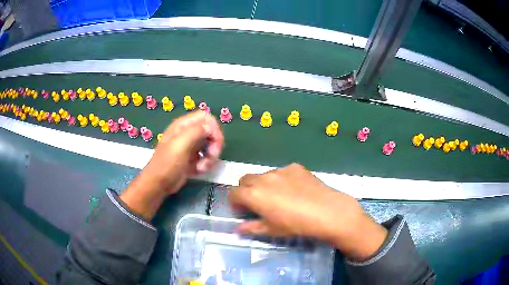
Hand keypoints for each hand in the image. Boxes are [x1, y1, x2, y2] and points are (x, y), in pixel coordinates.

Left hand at [121, 111, 223, 219]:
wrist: (158, 184)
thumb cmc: (167, 163)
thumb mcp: (180, 145)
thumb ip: (196, 131)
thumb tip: (210, 126)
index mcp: (183, 125)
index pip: (206, 117)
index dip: (214, 128)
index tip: (216, 143)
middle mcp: (187, 133)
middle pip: (210, 131)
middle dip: (214, 145)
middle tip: (211, 157)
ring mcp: (190, 146)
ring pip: (210, 146)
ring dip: (210, 157)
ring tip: (202, 168)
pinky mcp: (192, 159)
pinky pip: (206, 157)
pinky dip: (206, 164)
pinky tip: (199, 171)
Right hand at [229, 163, 387, 260]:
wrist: (327, 212)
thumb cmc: (296, 225)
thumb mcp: (272, 230)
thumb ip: (251, 228)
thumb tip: (238, 230)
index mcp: (253, 194)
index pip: (233, 194)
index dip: (235, 203)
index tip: (243, 212)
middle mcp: (263, 178)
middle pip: (245, 180)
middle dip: (246, 191)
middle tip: (257, 204)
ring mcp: (281, 170)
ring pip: (263, 175)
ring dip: (263, 185)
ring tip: (278, 197)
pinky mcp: (296, 167)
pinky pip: (282, 172)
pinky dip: (281, 180)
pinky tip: (295, 191)